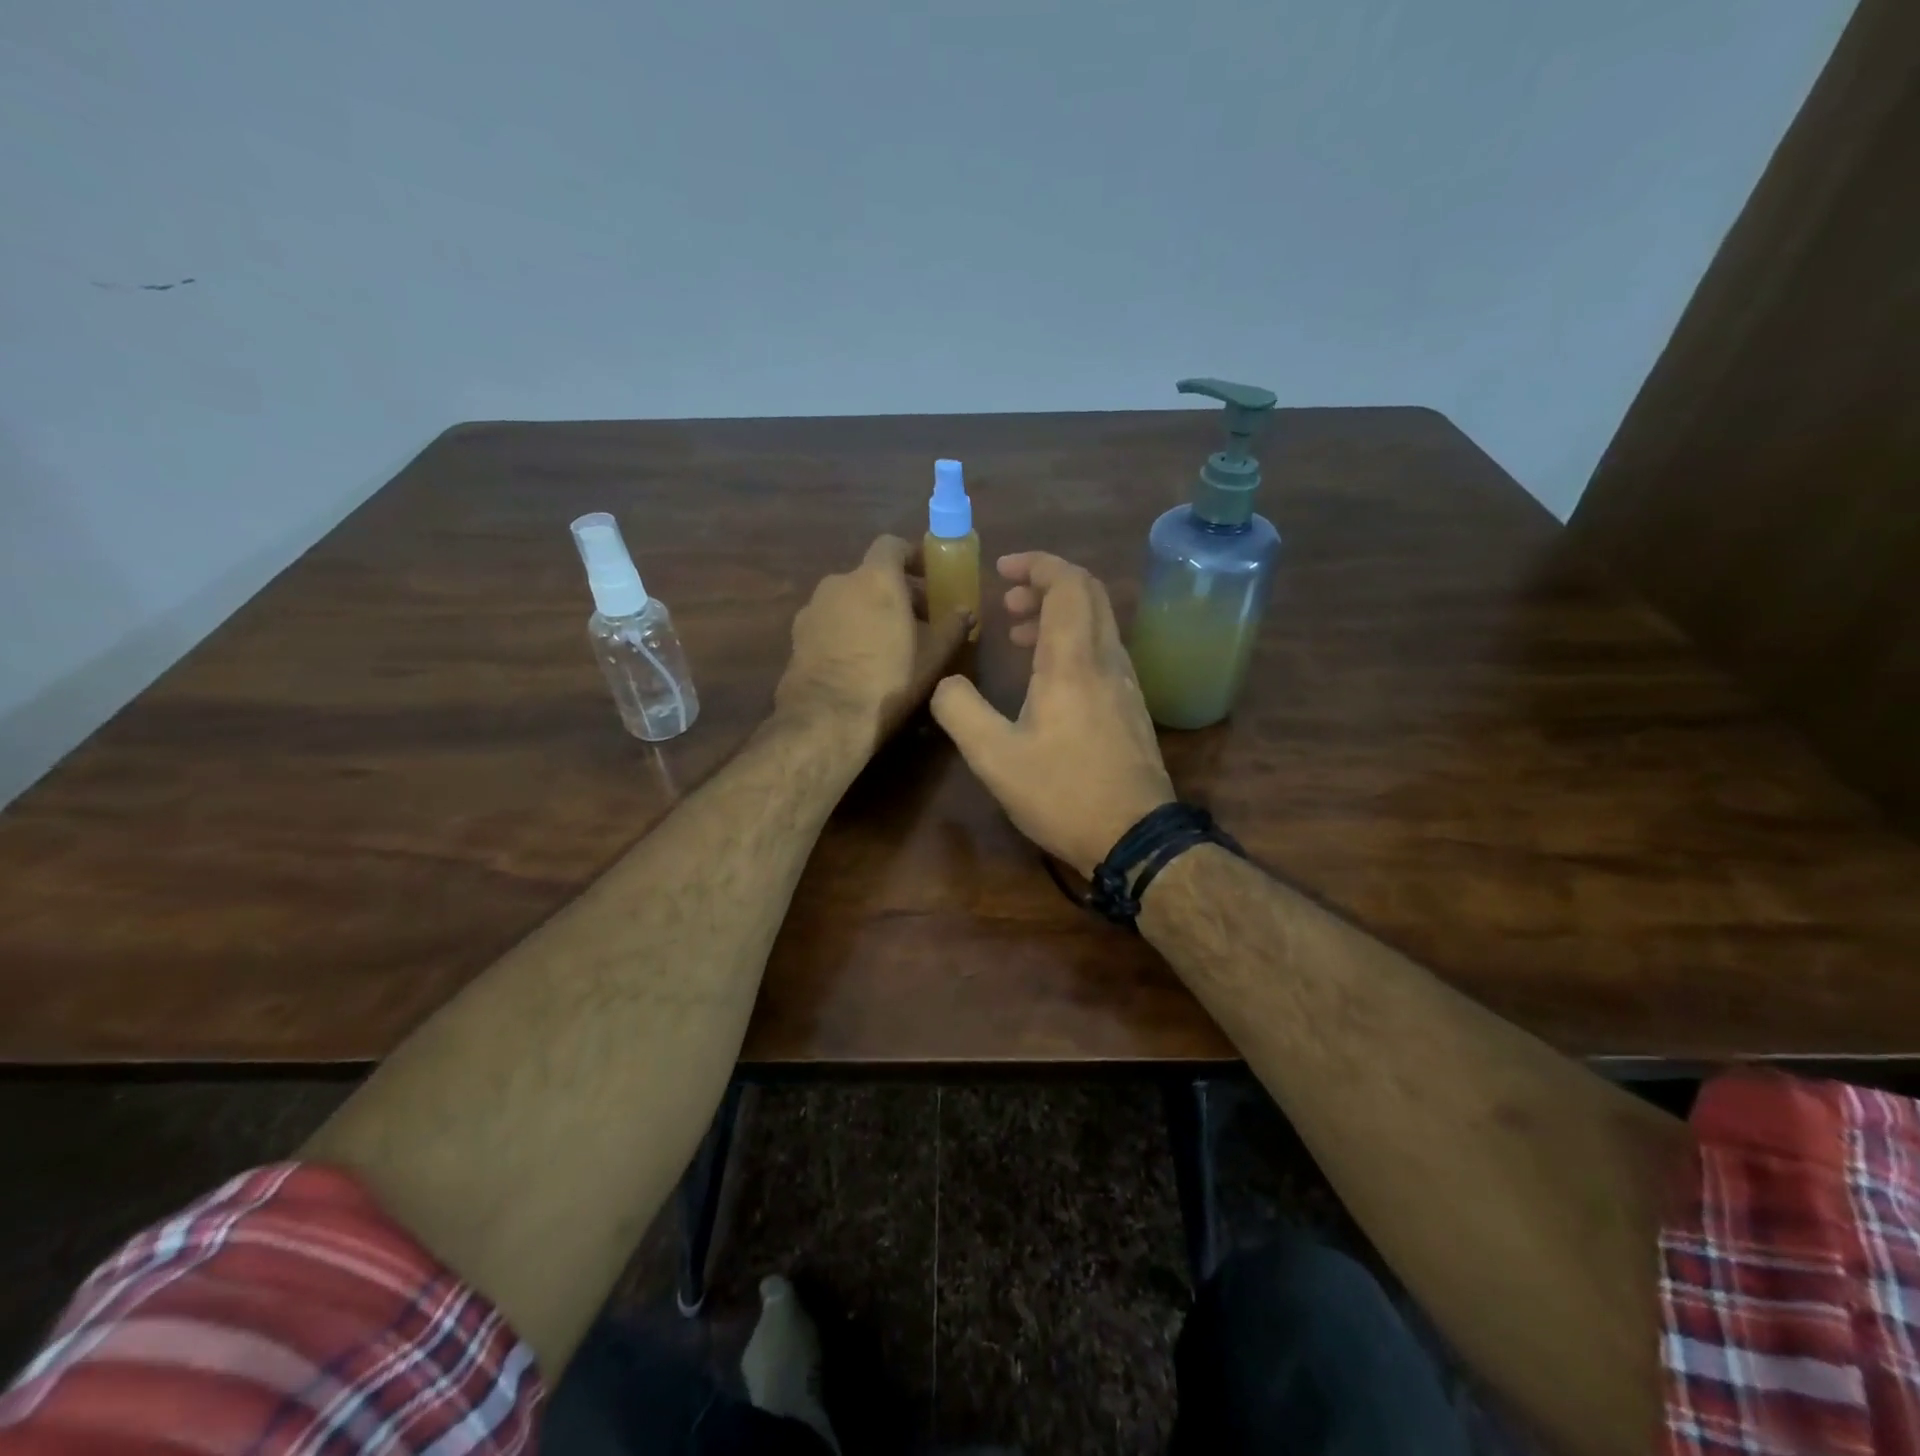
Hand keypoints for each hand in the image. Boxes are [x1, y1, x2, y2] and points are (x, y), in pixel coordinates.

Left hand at [775, 535, 973, 753]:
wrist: (825, 719)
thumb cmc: (888, 681)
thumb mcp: (932, 658)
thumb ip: (952, 629)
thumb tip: (966, 612)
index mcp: (875, 579)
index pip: (892, 546)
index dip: (911, 557)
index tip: (928, 577)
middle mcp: (838, 583)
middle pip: (870, 576)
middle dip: (895, 592)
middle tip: (917, 620)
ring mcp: (812, 609)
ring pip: (848, 600)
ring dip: (868, 612)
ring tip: (887, 644)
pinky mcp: (797, 637)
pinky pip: (830, 623)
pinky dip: (846, 631)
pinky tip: (858, 661)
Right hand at [931, 552, 1174, 875]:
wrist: (1135, 838)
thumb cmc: (1062, 794)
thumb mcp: (993, 757)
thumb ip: (959, 710)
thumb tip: (945, 683)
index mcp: (1073, 661)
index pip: (1067, 584)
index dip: (1036, 565)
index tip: (1002, 572)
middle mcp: (1107, 660)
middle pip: (1089, 593)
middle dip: (1046, 584)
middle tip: (1008, 603)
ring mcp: (1127, 683)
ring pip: (1098, 622)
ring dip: (1059, 615)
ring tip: (1019, 637)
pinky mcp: (1132, 706)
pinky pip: (1103, 651)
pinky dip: (1073, 643)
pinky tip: (1048, 678)